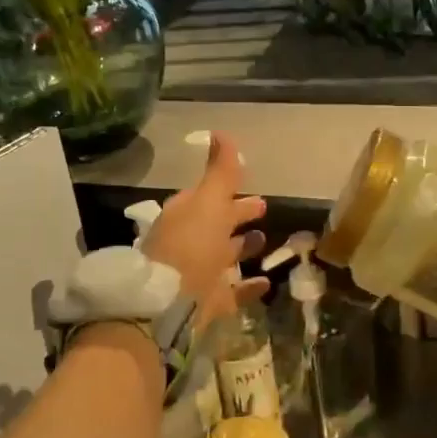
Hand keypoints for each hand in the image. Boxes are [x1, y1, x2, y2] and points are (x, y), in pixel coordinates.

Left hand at [142, 132, 268, 319]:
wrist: (168, 305)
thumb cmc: (191, 246)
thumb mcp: (209, 201)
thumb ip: (220, 171)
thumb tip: (221, 132)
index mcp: (187, 216)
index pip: (209, 197)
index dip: (228, 190)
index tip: (251, 184)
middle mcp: (191, 243)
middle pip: (217, 226)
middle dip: (238, 216)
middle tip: (264, 209)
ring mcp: (200, 274)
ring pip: (225, 257)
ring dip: (244, 248)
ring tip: (265, 241)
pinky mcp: (209, 303)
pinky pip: (234, 291)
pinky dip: (250, 286)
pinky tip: (267, 282)